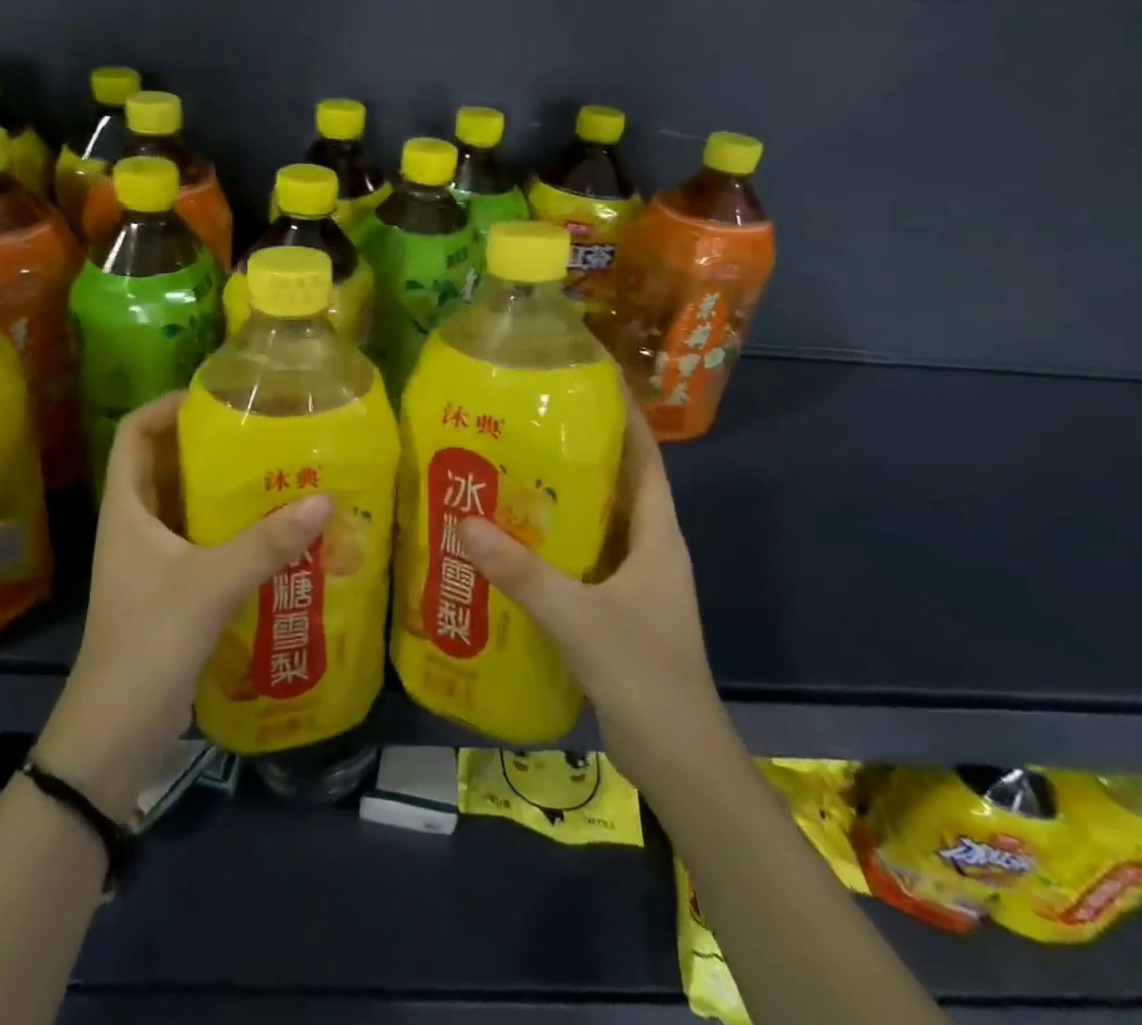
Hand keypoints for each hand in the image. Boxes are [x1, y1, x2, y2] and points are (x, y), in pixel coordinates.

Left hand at [32, 392, 331, 820]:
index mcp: (127, 509)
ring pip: (189, 505)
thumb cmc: (148, 643)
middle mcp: (136, 526)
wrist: (114, 734)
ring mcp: (153, 560)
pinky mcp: (172, 590)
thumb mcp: (210, 585)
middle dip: (210, 444)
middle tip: (263, 431)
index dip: (166, 406)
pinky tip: (276, 533)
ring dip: (226, 490)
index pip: (134, 433)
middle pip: (167, 464)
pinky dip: (234, 530)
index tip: (215, 397)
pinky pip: (204, 542)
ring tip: (279, 472)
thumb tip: (324, 498)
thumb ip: (266, 543)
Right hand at [457, 386, 724, 781]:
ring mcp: (634, 582)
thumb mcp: (578, 616)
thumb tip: (464, 522)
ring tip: (511, 469)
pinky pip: (583, 559)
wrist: (677, 758)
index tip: (591, 381)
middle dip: (581, 450)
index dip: (626, 418)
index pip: (646, 460)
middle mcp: (649, 550)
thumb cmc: (643, 673)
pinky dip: (555, 542)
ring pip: (598, 523)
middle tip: (528, 422)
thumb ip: (522, 572)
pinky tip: (513, 540)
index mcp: (658, 537)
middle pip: (618, 484)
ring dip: (564, 498)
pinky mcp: (615, 609)